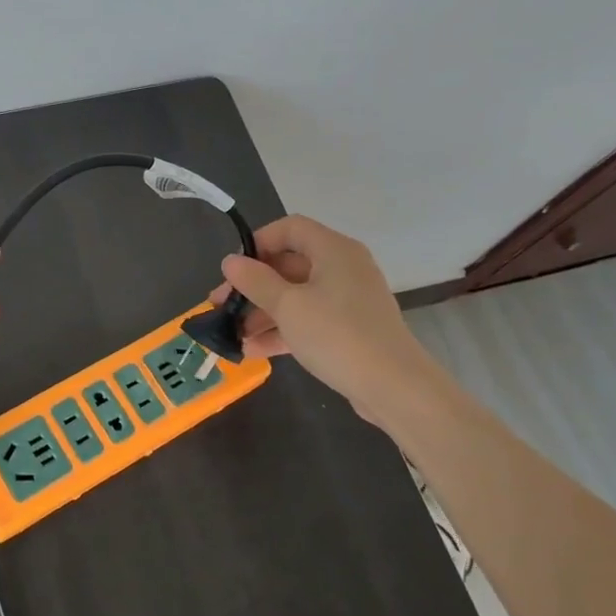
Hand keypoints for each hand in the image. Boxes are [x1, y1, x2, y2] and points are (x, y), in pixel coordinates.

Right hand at [208, 215, 446, 429]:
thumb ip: (255, 281)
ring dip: (262, 313)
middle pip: (288, 265)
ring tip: (232, 335)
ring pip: (295, 296)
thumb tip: (231, 261)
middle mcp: (343, 268)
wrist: (393, 387)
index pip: (290, 229)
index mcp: (333, 250)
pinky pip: (308, 320)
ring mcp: (347, 300)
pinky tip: (253, 351)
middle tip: (221, 306)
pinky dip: (282, 330)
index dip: (258, 243)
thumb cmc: (337, 335)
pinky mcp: (348, 328)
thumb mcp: (287, 306)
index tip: (234, 270)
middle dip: (252, 286)